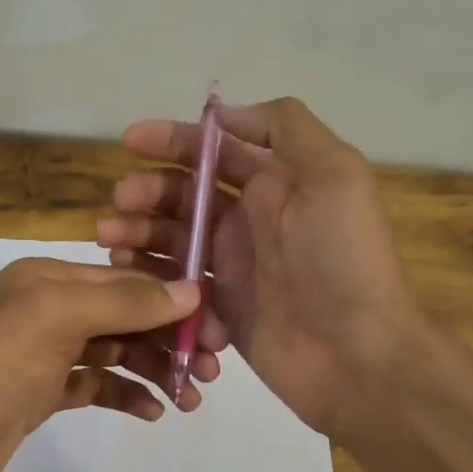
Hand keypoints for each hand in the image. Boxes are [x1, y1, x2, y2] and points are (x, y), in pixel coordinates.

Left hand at [0, 258, 218, 471]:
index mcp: (47, 278)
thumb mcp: (58, 319)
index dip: (171, 299)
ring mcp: (43, 354)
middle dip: (168, 338)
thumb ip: (125, 301)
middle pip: (123, 316)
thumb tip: (191, 289)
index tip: (216, 328)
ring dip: (153, 369)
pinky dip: (125, 394)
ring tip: (190, 398)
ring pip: (114, 352)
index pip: (124, 280)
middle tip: (210, 370)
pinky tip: (152, 412)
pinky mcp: (41, 395)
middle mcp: (46, 309)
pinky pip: (96, 385)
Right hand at [96, 96, 420, 437]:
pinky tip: (138, 285)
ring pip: (170, 239)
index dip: (171, 140)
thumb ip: (285, 128)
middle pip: (182, 195)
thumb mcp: (334, 174)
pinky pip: (175, 285)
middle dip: (146, 193)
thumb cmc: (343, 260)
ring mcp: (232, 266)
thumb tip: (224, 115)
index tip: (129, 142)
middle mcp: (249, 219)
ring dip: (138, 234)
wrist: (358, 356)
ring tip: (113, 243)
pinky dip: (154, 280)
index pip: (212, 151)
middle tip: (119, 206)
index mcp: (274, 183)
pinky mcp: (219, 308)